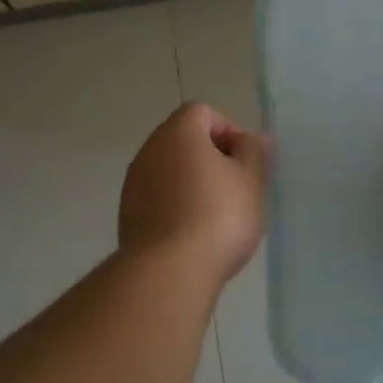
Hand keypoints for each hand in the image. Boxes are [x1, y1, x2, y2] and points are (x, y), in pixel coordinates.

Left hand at [120, 103, 268, 282]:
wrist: (169, 270)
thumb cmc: (218, 217)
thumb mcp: (250, 182)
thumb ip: (254, 153)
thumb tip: (254, 137)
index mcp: (178, 133)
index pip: (202, 112)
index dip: (228, 130)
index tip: (244, 162)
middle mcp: (149, 150)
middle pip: (183, 140)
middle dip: (211, 158)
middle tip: (235, 189)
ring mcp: (133, 183)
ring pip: (169, 171)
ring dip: (192, 183)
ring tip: (216, 216)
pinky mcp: (127, 215)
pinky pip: (157, 198)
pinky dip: (175, 206)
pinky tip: (193, 235)